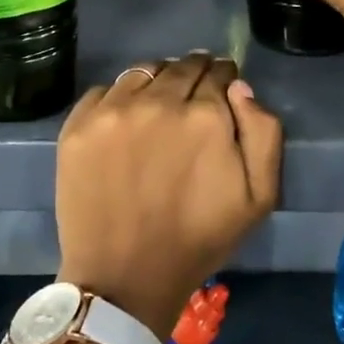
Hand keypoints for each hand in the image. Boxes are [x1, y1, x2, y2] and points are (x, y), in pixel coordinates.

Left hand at [54, 52, 282, 335]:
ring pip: (144, 72)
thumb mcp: (258, 197)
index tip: (221, 90)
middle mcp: (158, 101)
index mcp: (205, 115)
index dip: (224, 79)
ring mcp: (113, 110)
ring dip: (158, 80)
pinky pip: (105, 90)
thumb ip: (264, 132)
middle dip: (194, 74)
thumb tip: (240, 88)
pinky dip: (120, 98)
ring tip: (158, 104)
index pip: (218, 73)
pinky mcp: (79, 124)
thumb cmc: (197, 239)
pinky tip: (125, 121)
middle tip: (192, 97)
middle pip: (182, 66)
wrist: (123, 277)